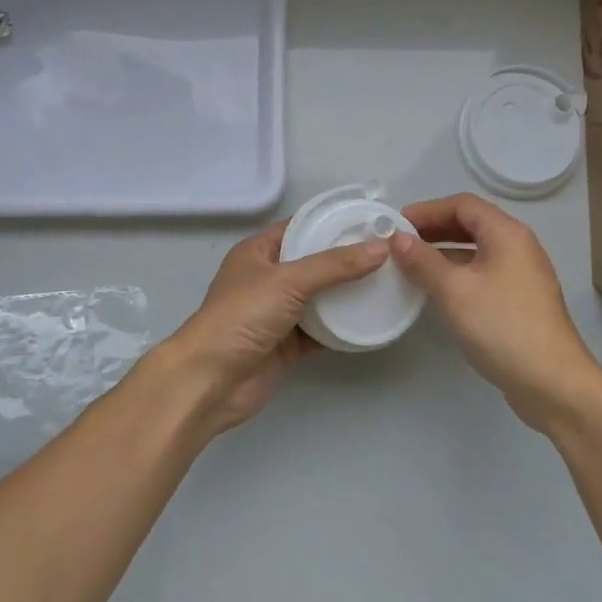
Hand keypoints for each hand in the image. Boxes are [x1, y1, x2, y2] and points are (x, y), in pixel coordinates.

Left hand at [159, 220, 390, 435]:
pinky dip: (343, 328)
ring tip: (388, 282)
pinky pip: (321, 331)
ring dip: (348, 294)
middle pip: (314, 263)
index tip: (371, 221)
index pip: (300, 227)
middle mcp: (268, 279)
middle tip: (389, 253)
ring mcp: (277, 313)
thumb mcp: (289, 281)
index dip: (332, 222)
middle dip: (347, 259)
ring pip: (320, 298)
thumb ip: (335, 264)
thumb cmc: (243, 316)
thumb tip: (381, 247)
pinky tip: (372, 321)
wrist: (212, 380)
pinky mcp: (287, 345)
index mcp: (258, 252)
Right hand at [390, 193, 601, 433]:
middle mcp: (518, 247)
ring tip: (411, 265)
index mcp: (507, 234)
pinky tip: (437, 291)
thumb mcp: (454, 291)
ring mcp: (522, 275)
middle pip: (471, 224)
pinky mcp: (520, 301)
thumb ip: (423, 261)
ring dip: (443, 252)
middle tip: (399, 243)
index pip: (462, 204)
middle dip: (433, 229)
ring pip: (477, 250)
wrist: (552, 383)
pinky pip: (483, 273)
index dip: (427, 210)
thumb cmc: (502, 327)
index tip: (396, 224)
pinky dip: (457, 273)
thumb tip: (398, 238)